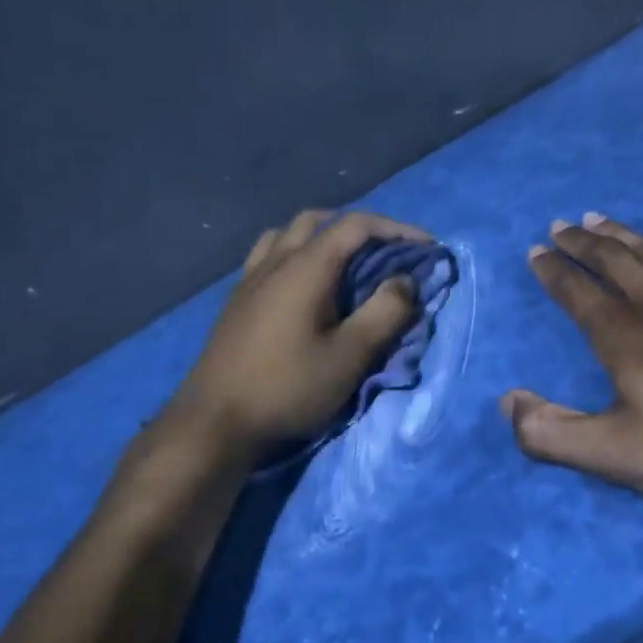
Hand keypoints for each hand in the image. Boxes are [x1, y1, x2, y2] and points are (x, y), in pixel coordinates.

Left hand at [164, 209, 431, 456]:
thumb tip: (406, 280)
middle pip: (318, 220)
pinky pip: (268, 255)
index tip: (427, 247)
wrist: (215, 421)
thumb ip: (385, 313)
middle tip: (386, 252)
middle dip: (359, 227)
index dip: (397, 229)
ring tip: (345, 262)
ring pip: (287, 234)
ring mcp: (250, 279)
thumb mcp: (350, 356)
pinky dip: (295, 253)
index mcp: (306, 267)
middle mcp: (275, 261)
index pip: (356, 226)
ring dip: (322, 236)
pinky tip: (303, 285)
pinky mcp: (237, 300)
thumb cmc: (289, 388)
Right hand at [501, 214, 642, 520]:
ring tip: (597, 218)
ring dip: (620, 232)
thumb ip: (553, 433)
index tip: (537, 251)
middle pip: (611, 260)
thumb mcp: (618, 456)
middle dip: (580, 243)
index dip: (553, 272)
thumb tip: (508, 400)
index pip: (577, 294)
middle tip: (561, 225)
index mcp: (623, 338)